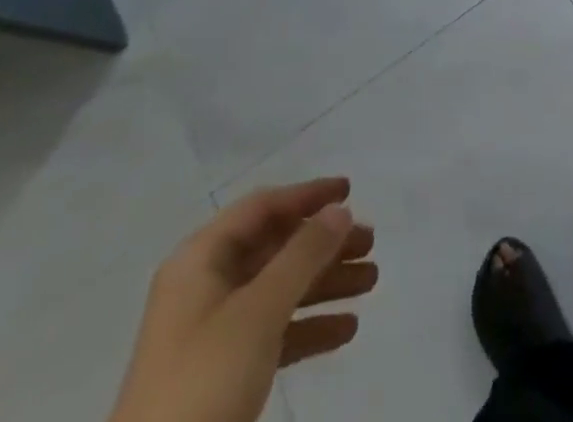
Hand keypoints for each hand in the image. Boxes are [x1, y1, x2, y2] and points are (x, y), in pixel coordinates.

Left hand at [110, 177, 377, 421]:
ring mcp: (213, 332)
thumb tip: (339, 210)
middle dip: (324, 245)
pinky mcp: (223, 373)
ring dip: (325, 283)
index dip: (307, 196)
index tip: (350, 192)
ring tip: (371, 281)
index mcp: (201, 259)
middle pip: (275, 248)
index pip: (262, 208)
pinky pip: (274, 332)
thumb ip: (302, 255)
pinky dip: (309, 326)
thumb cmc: (204, 379)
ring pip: (279, 290)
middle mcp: (206, 286)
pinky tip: (346, 330)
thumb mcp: (258, 311)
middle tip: (370, 243)